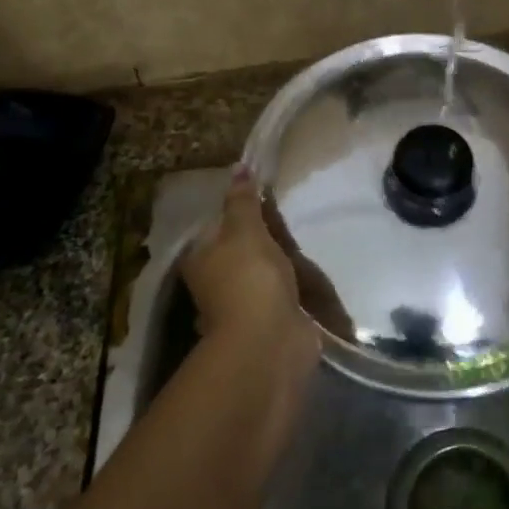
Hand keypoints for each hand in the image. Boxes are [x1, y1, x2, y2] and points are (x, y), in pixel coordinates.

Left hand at [181, 171, 319, 369]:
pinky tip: (308, 274)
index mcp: (200, 260)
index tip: (264, 200)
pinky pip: (280, 293)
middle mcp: (215, 283)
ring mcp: (242, 305)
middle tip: (287, 219)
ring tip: (302, 242)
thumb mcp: (244, 230)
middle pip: (238, 251)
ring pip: (260, 273)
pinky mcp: (268, 321)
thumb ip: (242, 201)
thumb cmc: (249, 278)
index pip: (215, 228)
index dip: (237, 212)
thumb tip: (238, 168)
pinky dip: (291, 286)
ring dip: (278, 263)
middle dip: (261, 239)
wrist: (270, 340)